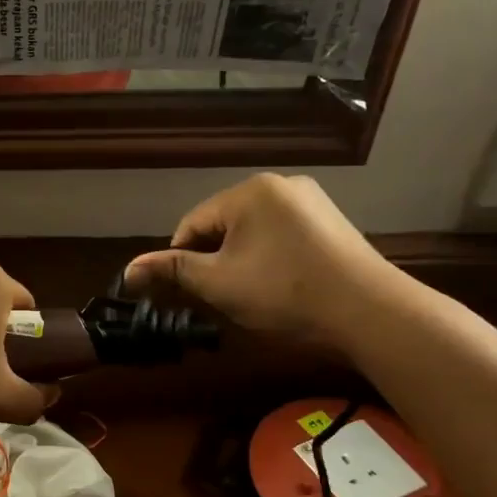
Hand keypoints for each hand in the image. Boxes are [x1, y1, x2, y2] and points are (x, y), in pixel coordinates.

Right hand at [122, 174, 411, 348]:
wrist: (368, 311)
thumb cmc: (284, 292)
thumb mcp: (219, 283)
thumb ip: (172, 271)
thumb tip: (128, 269)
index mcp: (250, 191)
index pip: (193, 224)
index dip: (181, 260)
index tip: (186, 293)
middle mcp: (281, 185)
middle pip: (224, 225)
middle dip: (214, 260)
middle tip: (220, 298)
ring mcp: (312, 202)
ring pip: (254, 232)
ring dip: (242, 261)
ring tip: (250, 295)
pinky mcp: (331, 223)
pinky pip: (283, 236)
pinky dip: (271, 259)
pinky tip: (280, 286)